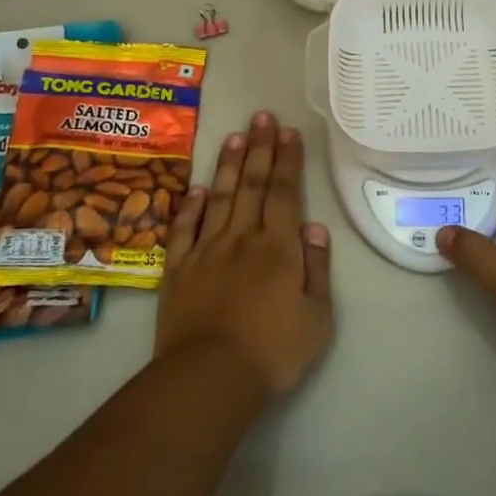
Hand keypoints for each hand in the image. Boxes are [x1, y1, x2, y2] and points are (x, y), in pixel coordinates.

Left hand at [155, 112, 332, 401]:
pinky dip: (191, 205)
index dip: (287, 160)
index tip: (288, 131)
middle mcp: (242, 238)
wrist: (209, 379)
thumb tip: (314, 226)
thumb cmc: (273, 351)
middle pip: (253, 185)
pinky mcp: (179, 269)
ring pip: (220, 197)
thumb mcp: (317, 316)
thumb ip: (316, 267)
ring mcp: (206, 251)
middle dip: (259, 148)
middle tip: (261, 116)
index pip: (285, 193)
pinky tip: (196, 187)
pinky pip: (185, 229)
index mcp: (278, 247)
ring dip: (229, 164)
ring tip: (234, 135)